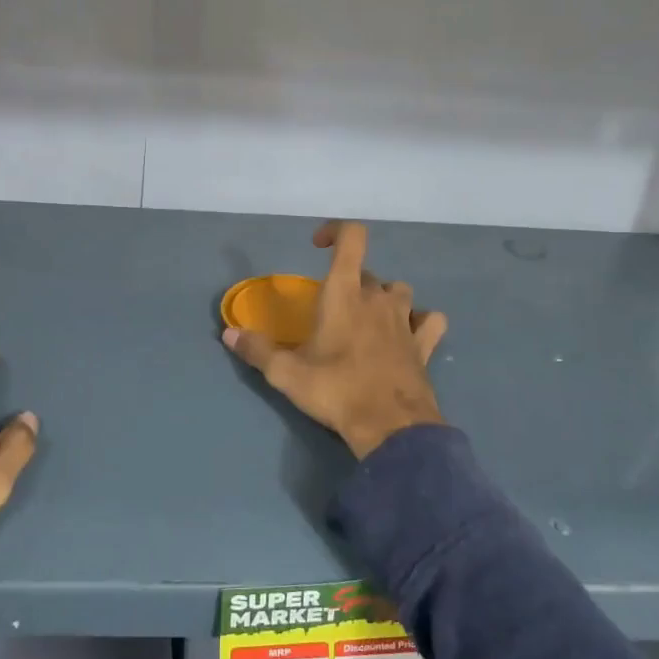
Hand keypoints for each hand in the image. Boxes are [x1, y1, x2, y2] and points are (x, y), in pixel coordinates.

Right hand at [223, 221, 447, 458]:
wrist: (391, 427)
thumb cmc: (335, 390)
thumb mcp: (286, 373)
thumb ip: (257, 350)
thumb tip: (229, 334)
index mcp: (345, 293)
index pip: (352, 238)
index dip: (337, 231)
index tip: (319, 246)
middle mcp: (378, 297)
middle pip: (367, 273)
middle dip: (349, 283)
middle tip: (331, 312)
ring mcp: (406, 319)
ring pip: (399, 291)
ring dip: (384, 298)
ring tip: (368, 320)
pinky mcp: (425, 344)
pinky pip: (429, 320)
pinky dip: (420, 321)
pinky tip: (408, 335)